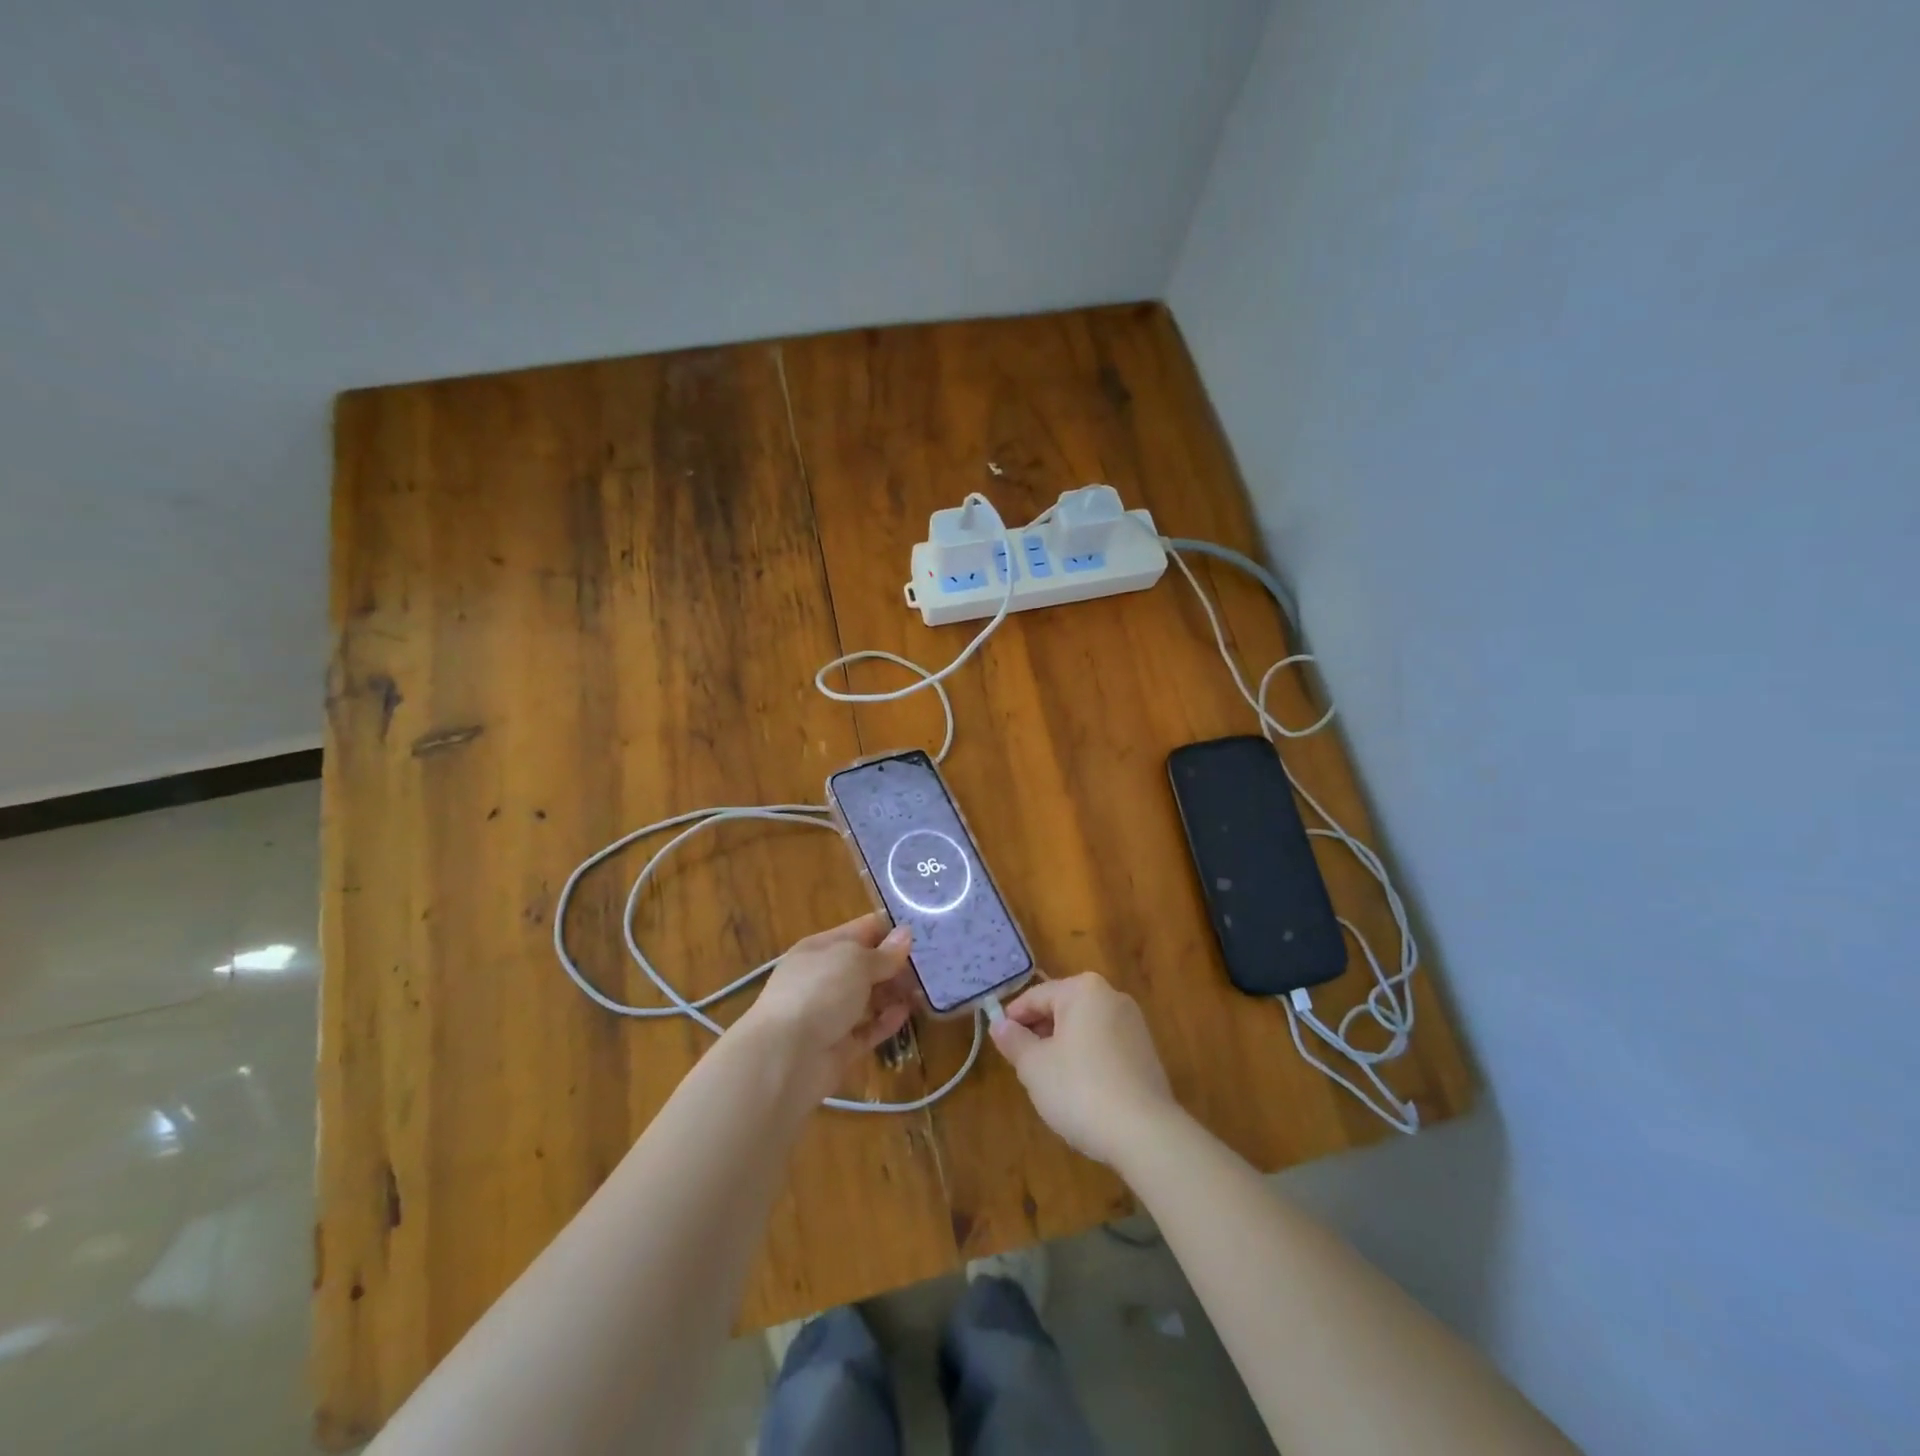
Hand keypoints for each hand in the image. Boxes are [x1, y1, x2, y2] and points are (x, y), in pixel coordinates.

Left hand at [741, 914, 914, 1099]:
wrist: (784, 1058)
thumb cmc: (818, 992)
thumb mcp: (854, 961)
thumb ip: (883, 953)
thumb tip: (905, 935)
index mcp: (821, 948)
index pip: (862, 929)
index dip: (891, 928)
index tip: (926, 929)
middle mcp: (824, 977)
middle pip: (867, 965)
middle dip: (897, 963)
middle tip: (934, 963)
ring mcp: (830, 1013)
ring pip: (869, 997)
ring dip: (895, 993)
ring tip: (926, 989)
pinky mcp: (839, 1046)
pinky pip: (868, 1029)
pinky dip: (886, 1021)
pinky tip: (907, 1014)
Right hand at [989, 973, 1178, 1164]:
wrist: (1144, 1133)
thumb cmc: (1079, 1088)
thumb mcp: (1034, 1066)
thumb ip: (1013, 1041)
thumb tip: (999, 1025)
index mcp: (1084, 990)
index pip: (1036, 996)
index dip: (1013, 1018)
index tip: (999, 1040)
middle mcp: (1112, 997)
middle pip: (1063, 1008)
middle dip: (1040, 1032)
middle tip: (1021, 1062)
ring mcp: (1134, 1024)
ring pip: (1084, 1028)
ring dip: (1062, 1046)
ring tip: (1047, 1079)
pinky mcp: (1146, 1053)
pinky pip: (1105, 1046)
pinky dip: (1086, 1059)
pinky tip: (1079, 1089)